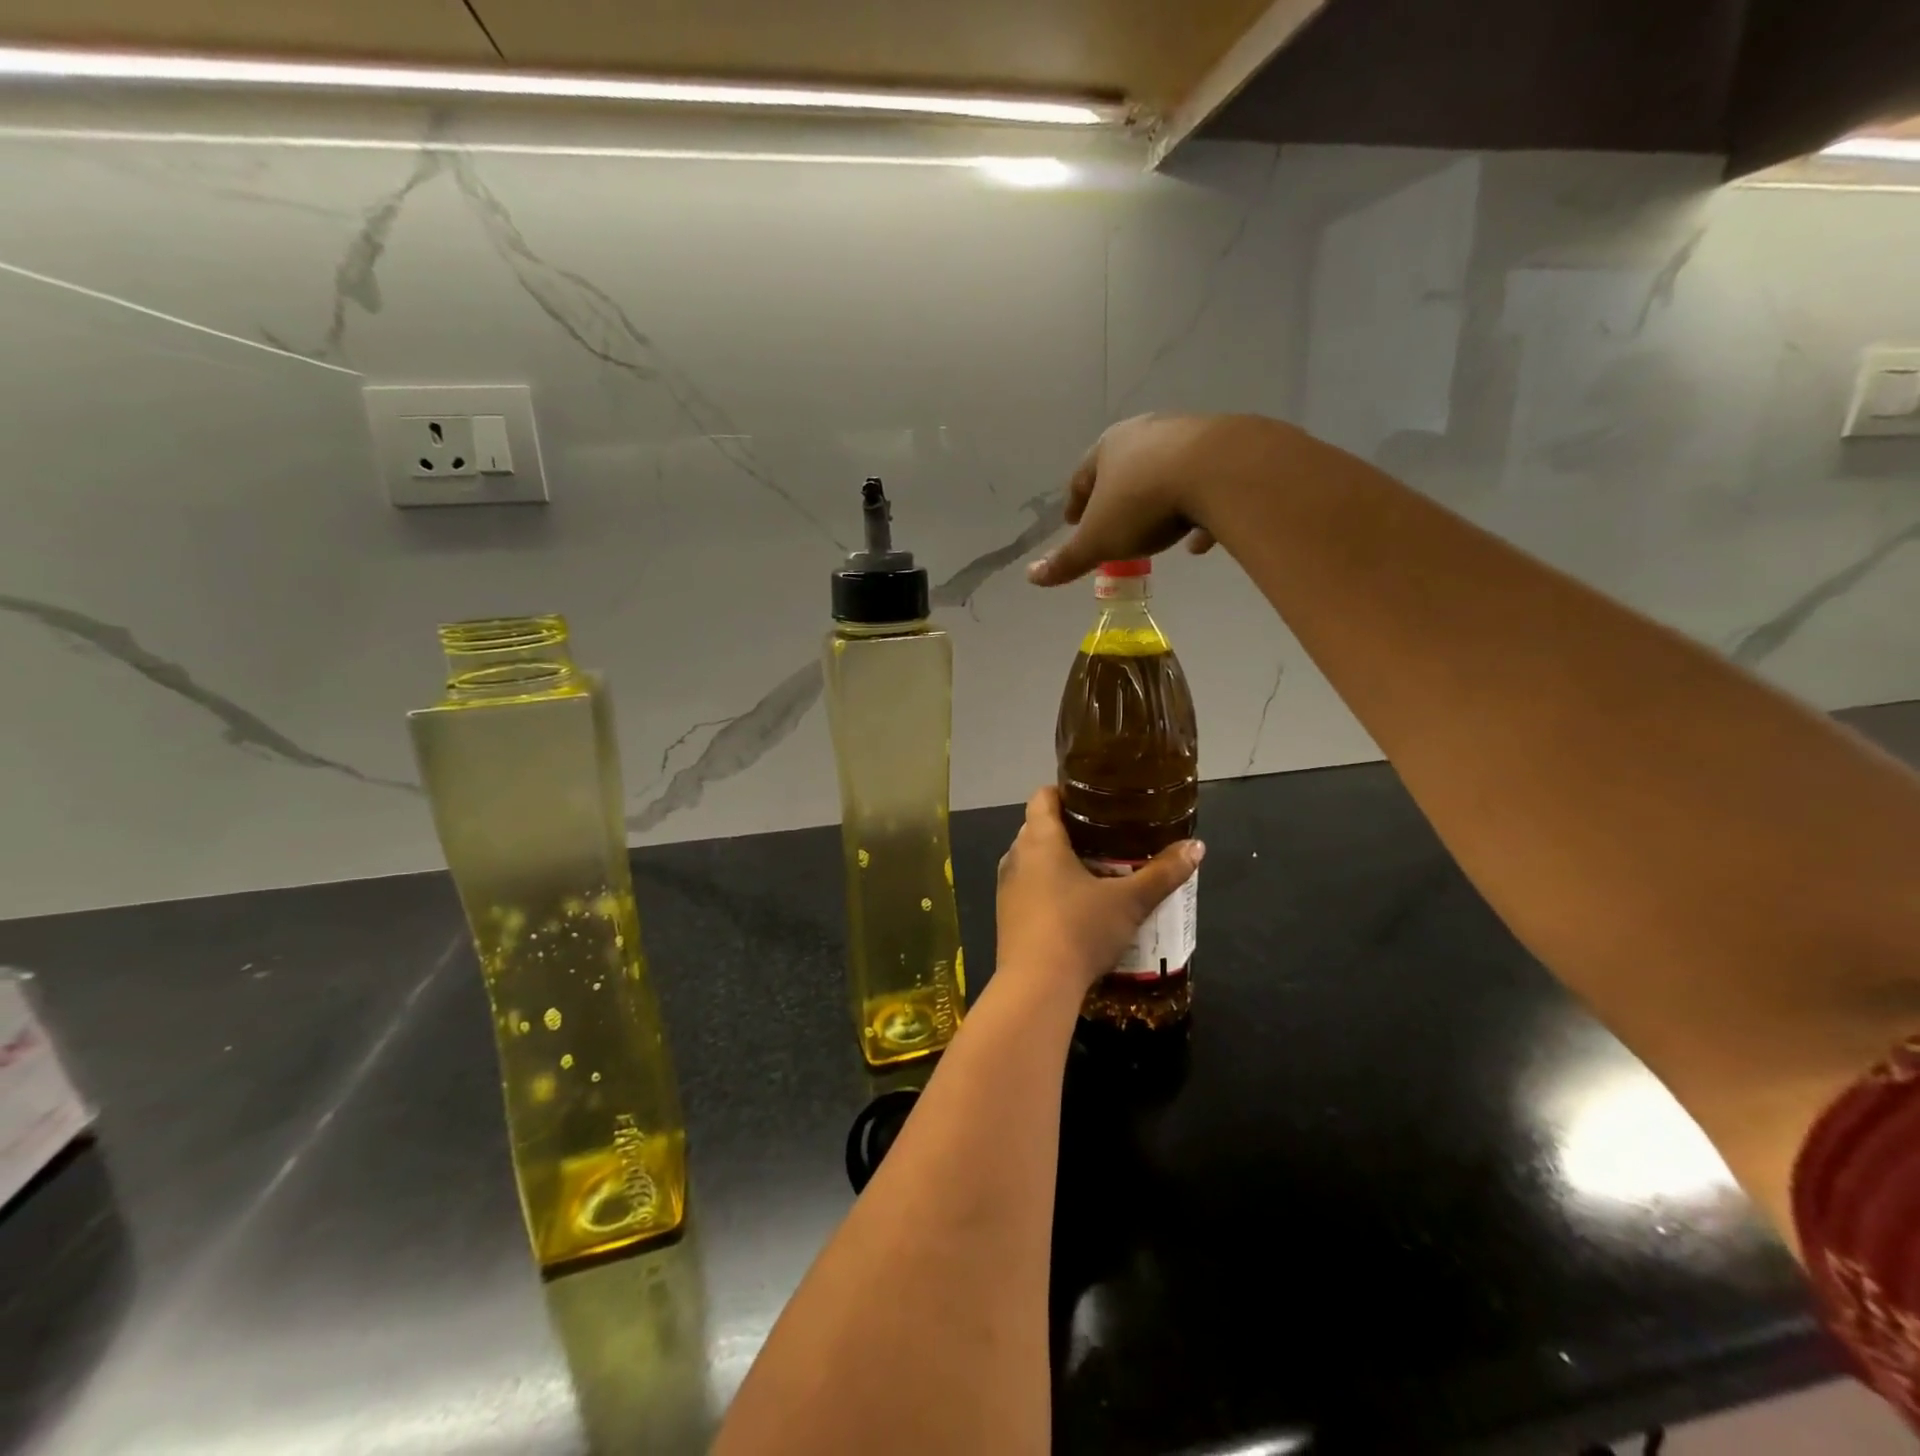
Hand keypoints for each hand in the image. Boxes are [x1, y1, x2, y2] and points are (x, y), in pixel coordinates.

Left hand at [996, 787, 1203, 994]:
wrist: (1036, 986)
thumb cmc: (1080, 929)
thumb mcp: (1130, 902)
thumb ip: (1163, 873)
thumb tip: (1197, 847)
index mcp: (1039, 839)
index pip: (1043, 797)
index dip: (1065, 792)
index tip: (1094, 800)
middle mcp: (1016, 856)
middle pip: (1038, 827)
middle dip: (1068, 828)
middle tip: (1106, 836)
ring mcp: (1006, 886)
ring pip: (1032, 860)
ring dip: (1057, 860)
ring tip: (1095, 869)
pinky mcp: (1005, 915)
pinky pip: (1027, 887)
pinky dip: (1047, 887)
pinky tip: (1075, 906)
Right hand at [1027, 413, 1293, 586]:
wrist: (1220, 471)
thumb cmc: (1144, 503)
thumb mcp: (1099, 540)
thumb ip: (1067, 560)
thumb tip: (1031, 577)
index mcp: (1108, 448)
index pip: (1082, 475)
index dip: (1075, 501)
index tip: (1072, 521)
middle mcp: (1147, 433)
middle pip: (1124, 468)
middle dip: (1117, 496)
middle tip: (1112, 522)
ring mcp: (1189, 436)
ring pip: (1166, 473)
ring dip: (1158, 501)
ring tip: (1157, 532)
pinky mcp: (1226, 449)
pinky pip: (1205, 486)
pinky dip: (1198, 513)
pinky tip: (1199, 541)